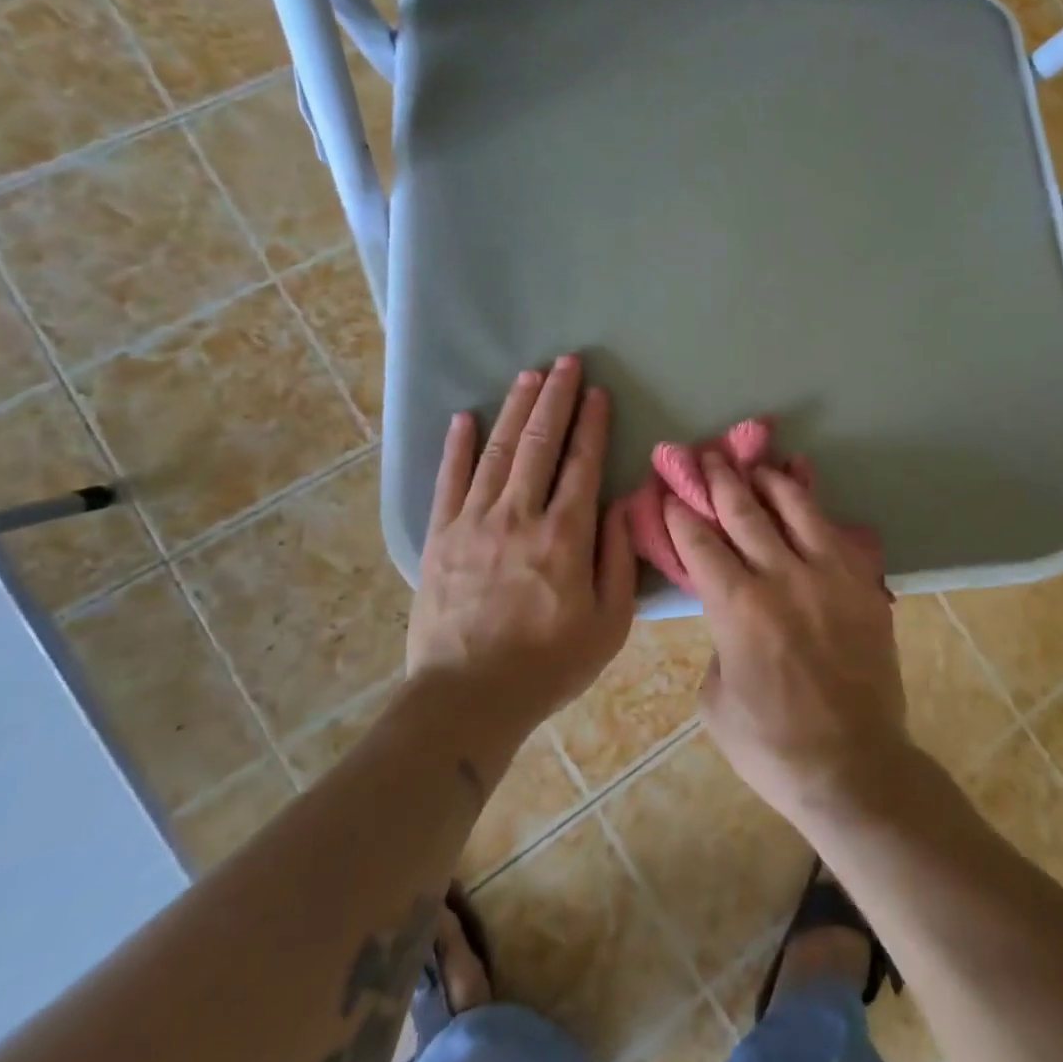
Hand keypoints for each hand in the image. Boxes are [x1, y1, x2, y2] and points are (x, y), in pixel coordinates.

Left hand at [406, 357, 636, 728]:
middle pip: (539, 444)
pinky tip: (465, 417)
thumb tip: (621, 505)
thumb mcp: (609, 622)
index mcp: (565, 535)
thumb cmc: (550, 663)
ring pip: (497, 452)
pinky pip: (449, 481)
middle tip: (566, 362)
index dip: (592, 424)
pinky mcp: (440, 538)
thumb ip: (618, 558)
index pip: (583, 464)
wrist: (468, 699)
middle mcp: (519, 516)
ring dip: (515, 409)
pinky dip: (457, 446)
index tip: (598, 392)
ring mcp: (474, 523)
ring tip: (529, 375)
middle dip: (555, 398)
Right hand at [666, 458, 909, 822]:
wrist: (853, 766)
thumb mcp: (716, 699)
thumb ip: (718, 642)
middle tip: (706, 456)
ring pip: (796, 507)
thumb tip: (730, 613)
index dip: (681, 513)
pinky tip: (805, 487)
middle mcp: (782, 577)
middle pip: (744, 511)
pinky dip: (815, 504)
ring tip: (754, 463)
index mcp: (737, 608)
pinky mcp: (862, 583)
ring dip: (769, 480)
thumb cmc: (771, 745)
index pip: (701, 543)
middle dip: (719, 480)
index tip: (671, 492)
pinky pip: (836, 530)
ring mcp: (829, 575)